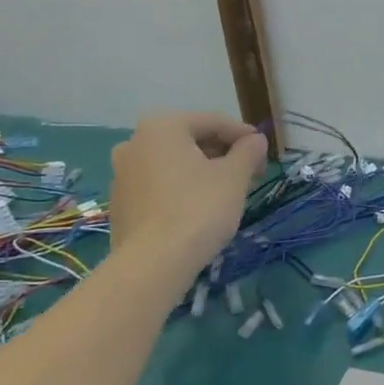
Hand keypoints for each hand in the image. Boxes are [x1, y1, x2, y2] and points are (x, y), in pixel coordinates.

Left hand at [108, 112, 266, 263]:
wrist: (154, 262)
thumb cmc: (199, 208)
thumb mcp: (234, 177)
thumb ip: (248, 151)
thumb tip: (256, 140)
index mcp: (162, 127)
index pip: (212, 122)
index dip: (243, 135)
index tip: (263, 150)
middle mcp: (134, 142)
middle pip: (189, 140)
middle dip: (221, 153)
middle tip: (248, 172)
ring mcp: (122, 174)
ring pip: (172, 163)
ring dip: (201, 170)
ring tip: (226, 191)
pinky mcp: (119, 203)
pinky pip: (158, 185)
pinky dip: (181, 188)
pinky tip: (199, 208)